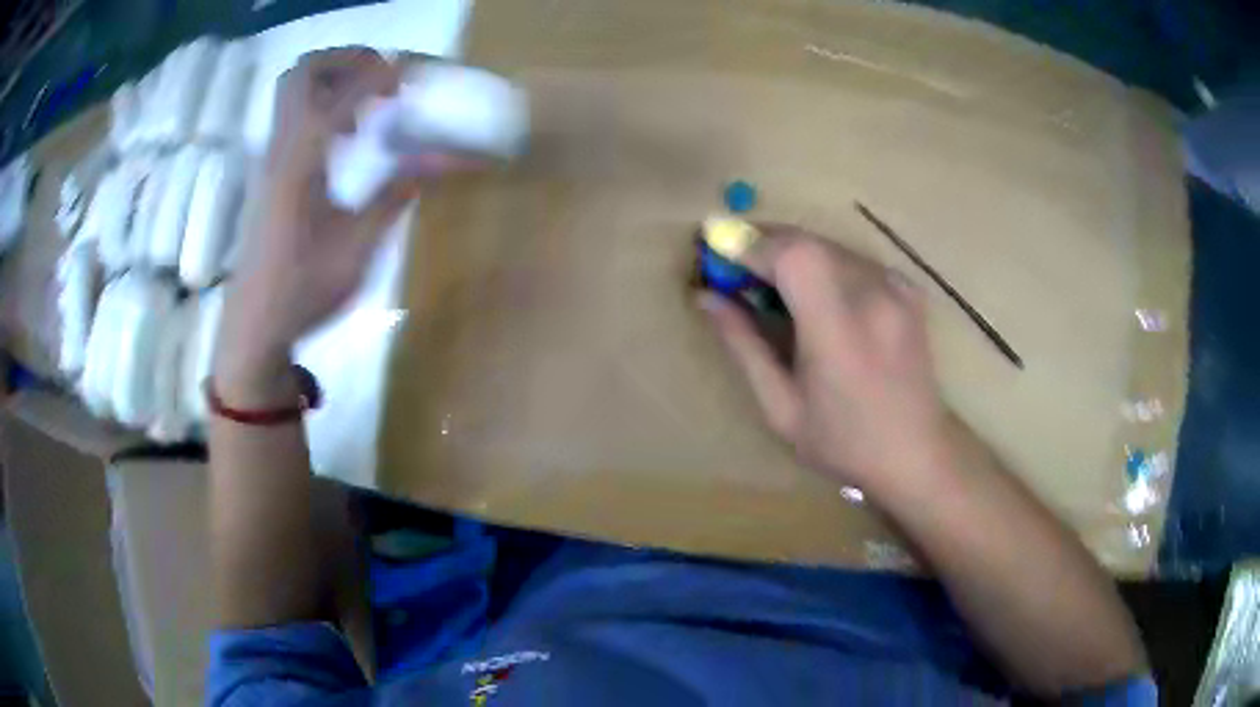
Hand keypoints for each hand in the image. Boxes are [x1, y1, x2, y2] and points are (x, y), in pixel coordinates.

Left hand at [215, 48, 453, 399]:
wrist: (254, 325)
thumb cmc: (303, 290)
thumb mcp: (358, 246)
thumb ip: (397, 193)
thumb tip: (444, 159)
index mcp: (302, 160)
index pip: (345, 92)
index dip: (383, 75)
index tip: (414, 80)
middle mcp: (282, 146)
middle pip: (304, 71)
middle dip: (348, 60)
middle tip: (384, 77)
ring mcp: (270, 158)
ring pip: (292, 90)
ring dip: (332, 80)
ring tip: (367, 104)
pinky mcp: (269, 172)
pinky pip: (292, 116)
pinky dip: (322, 105)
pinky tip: (345, 137)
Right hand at [699, 226, 950, 491]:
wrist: (916, 455)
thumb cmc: (843, 444)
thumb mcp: (781, 407)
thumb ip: (744, 346)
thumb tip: (705, 297)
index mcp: (839, 331)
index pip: (792, 256)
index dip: (750, 244)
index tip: (716, 250)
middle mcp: (873, 297)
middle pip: (809, 241)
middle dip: (764, 243)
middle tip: (735, 268)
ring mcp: (896, 289)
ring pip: (830, 245)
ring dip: (793, 253)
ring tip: (770, 284)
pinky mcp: (908, 290)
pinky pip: (854, 259)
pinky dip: (825, 264)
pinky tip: (817, 294)